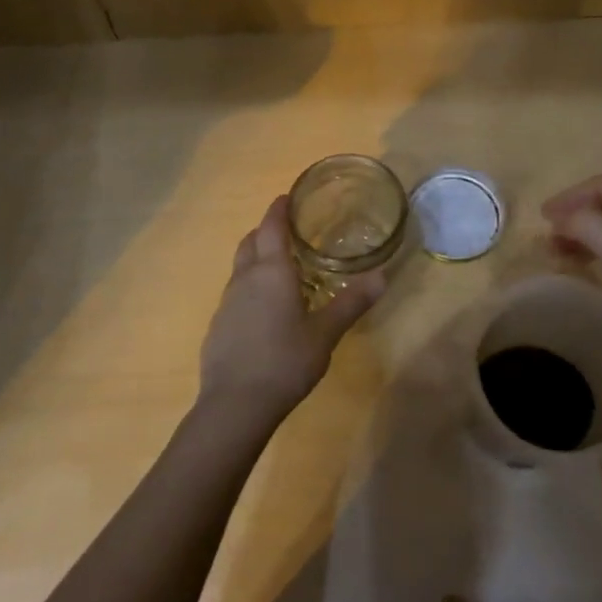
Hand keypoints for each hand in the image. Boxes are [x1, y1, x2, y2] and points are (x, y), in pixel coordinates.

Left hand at [197, 195, 384, 432]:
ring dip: (258, 259)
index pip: (272, 226)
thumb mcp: (326, 333)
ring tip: (283, 269)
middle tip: (291, 232)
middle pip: (252, 241)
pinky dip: (251, 287)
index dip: (279, 208)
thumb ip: (352, 302)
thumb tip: (382, 276)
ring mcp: (227, 302)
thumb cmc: (285, 361)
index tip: (289, 197)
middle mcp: (245, 278)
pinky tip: (267, 310)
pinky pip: (236, 293)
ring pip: (241, 267)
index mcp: (271, 271)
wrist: (235, 405)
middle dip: (267, 230)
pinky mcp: (218, 325)